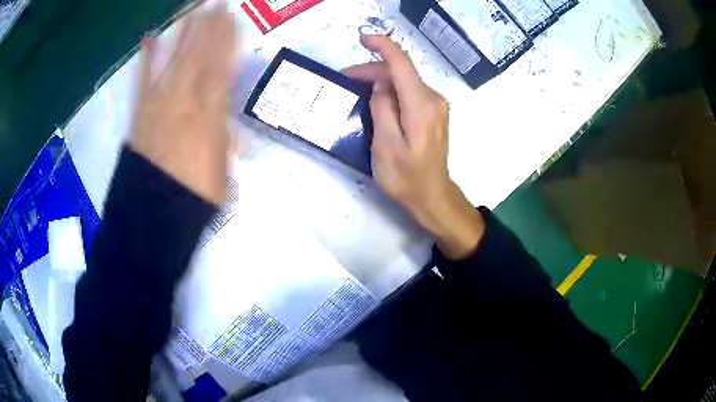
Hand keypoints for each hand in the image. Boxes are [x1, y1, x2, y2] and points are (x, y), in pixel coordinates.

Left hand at [129, 5, 236, 204]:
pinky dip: (146, 58)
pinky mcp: (141, 112)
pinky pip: (143, 80)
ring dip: (183, 33)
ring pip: (174, 60)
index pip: (221, 67)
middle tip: (215, 3)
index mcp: (209, 116)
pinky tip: (150, 38)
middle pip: (198, 56)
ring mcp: (159, 104)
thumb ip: (224, 140)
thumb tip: (232, 129)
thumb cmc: (193, 194)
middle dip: (208, 26)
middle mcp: (184, 102)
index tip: (232, 18)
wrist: (154, 211)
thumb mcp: (221, 169)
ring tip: (190, 10)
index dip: (227, 40)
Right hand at [344, 35, 484, 258]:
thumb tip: (380, 86)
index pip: (401, 63)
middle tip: (346, 80)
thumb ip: (382, 109)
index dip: (382, 46)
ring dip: (380, 81)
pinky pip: (409, 93)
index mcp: (421, 105)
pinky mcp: (432, 112)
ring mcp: (435, 105)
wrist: (432, 196)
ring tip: (356, 91)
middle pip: (401, 71)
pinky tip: (375, 102)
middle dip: (372, 70)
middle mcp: (433, 98)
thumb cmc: (406, 177)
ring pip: (404, 81)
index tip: (362, 39)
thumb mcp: (385, 145)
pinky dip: (390, 91)